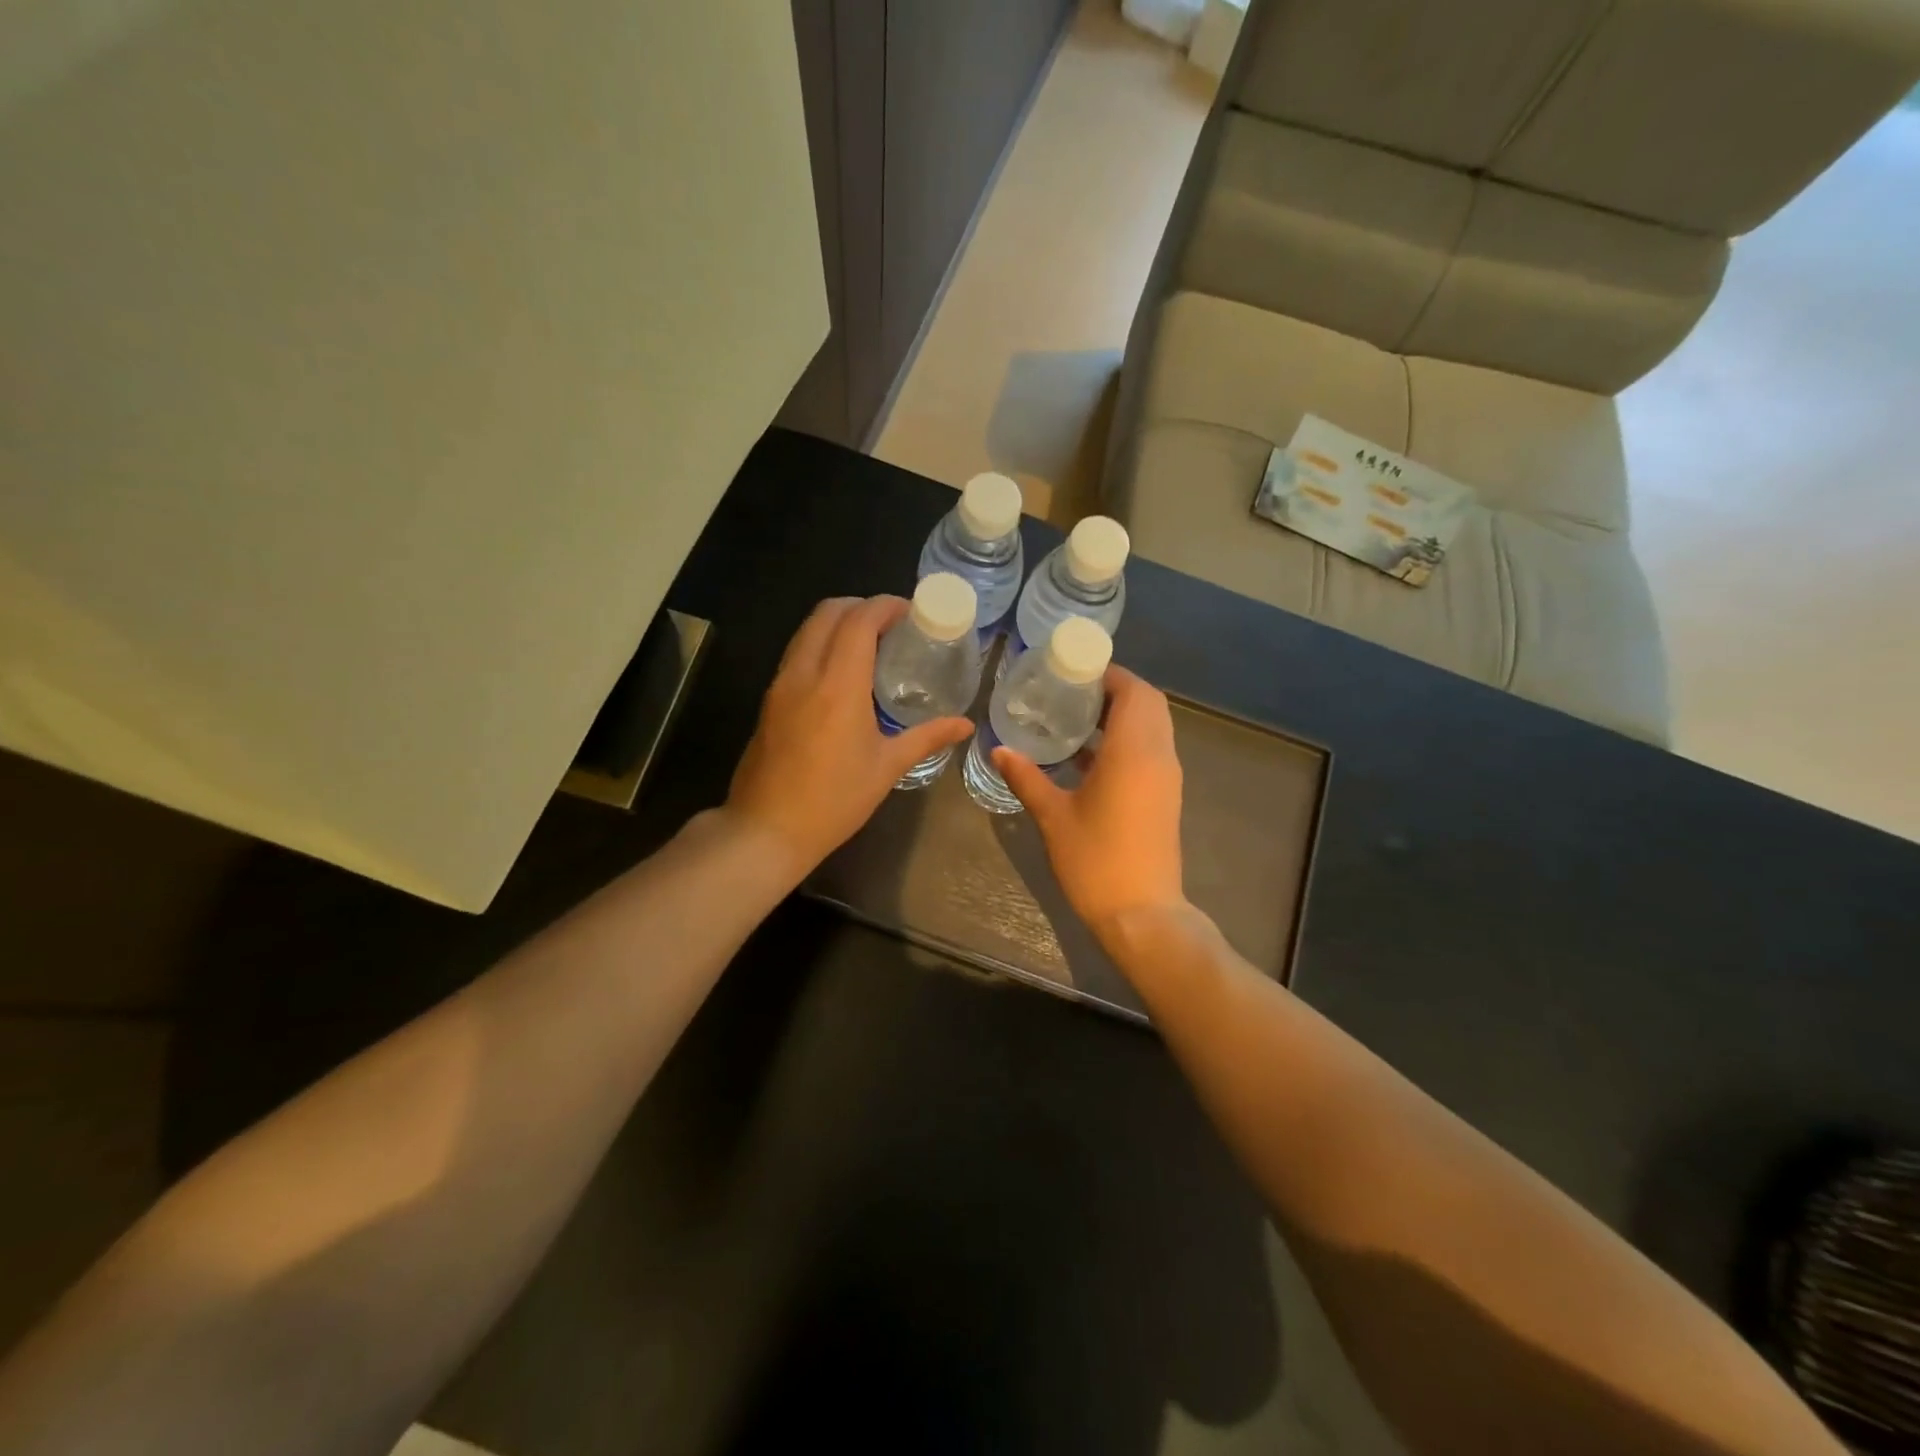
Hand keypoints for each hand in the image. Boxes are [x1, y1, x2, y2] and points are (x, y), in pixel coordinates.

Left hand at [727, 595, 973, 878]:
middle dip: (861, 606)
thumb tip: (965, 725)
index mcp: (838, 685)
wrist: (766, 830)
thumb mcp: (887, 768)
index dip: (886, 606)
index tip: (910, 612)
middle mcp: (804, 673)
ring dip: (837, 623)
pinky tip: (842, 673)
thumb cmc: (834, 801)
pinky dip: (821, 644)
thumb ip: (927, 738)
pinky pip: (796, 653)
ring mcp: (780, 685)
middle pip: (828, 612)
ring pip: (807, 629)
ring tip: (869, 644)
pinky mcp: (768, 700)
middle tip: (891, 624)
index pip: (859, 620)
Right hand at [993, 665, 1186, 937]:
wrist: (1142, 914)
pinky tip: (1087, 756)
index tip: (1074, 671)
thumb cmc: (1096, 861)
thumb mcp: (1054, 816)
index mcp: (1133, 752)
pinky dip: (1127, 740)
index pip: (1134, 691)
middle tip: (1072, 692)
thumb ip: (1027, 777)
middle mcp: (1158, 756)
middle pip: (1149, 703)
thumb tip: (999, 749)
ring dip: (1122, 714)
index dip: (1108, 673)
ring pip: (1153, 726)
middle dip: (1115, 689)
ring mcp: (1166, 777)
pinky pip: (1151, 749)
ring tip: (1076, 718)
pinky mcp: (1165, 796)